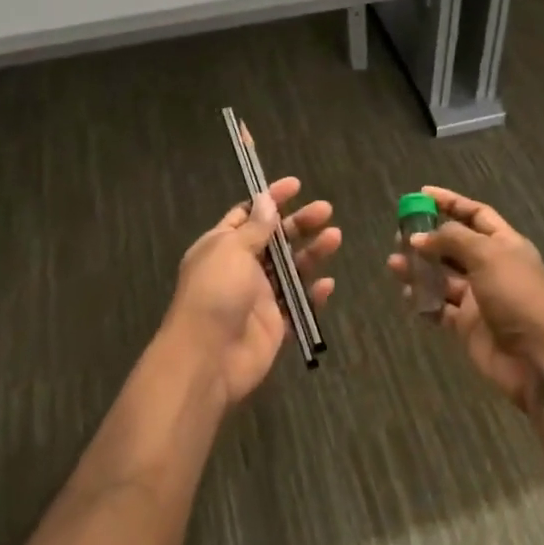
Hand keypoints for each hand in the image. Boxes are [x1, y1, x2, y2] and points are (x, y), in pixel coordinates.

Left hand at [164, 177, 339, 406]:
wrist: (208, 359)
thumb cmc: (215, 293)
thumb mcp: (232, 250)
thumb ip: (255, 227)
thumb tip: (266, 200)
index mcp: (223, 246)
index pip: (248, 215)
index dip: (271, 199)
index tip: (296, 185)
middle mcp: (241, 268)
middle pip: (275, 240)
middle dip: (300, 223)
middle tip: (326, 211)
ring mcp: (258, 298)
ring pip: (291, 270)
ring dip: (313, 253)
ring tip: (335, 238)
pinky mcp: (275, 325)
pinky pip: (298, 305)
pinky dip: (313, 294)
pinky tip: (327, 284)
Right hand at [387, 186, 543, 413]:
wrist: (538, 358)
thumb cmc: (517, 296)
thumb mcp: (487, 256)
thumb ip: (452, 239)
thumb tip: (420, 237)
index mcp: (504, 244)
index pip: (475, 214)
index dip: (450, 202)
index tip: (421, 194)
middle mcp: (490, 267)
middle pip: (454, 245)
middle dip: (428, 237)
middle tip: (400, 235)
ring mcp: (478, 297)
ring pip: (442, 276)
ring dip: (419, 268)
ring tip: (394, 264)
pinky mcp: (466, 325)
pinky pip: (439, 308)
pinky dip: (422, 301)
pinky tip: (406, 295)